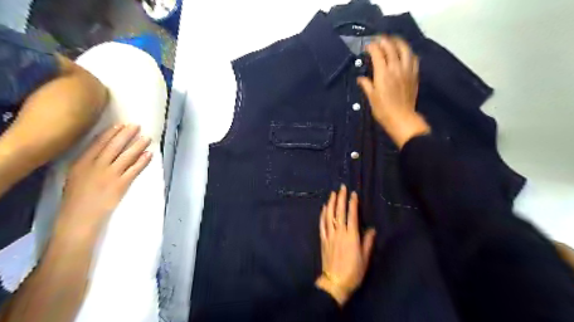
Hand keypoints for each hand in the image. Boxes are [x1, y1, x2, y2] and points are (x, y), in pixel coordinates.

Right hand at [53, 123, 152, 243]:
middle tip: (137, 125)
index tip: (121, 125)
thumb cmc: (76, 198)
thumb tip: (100, 151)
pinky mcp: (121, 184)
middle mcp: (96, 166)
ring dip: (138, 145)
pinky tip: (149, 155)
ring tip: (147, 138)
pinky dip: (142, 161)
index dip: (111, 133)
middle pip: (114, 146)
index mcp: (81, 162)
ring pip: (126, 156)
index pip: (99, 143)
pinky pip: (134, 170)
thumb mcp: (75, 176)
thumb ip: (86, 163)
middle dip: (127, 134)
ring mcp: (109, 175)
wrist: (78, 217)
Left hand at [313, 185, 377, 305]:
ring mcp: (329, 235)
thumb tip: (372, 229)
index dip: (353, 203)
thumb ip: (367, 242)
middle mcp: (339, 233)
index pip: (352, 216)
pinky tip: (324, 208)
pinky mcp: (323, 240)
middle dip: (341, 198)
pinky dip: (323, 215)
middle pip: (339, 212)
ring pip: (329, 216)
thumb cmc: (353, 272)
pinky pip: (322, 224)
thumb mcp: (365, 258)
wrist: (335, 282)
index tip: (353, 194)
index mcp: (351, 236)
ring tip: (332, 193)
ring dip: (331, 203)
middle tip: (342, 188)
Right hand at [358, 35, 430, 147]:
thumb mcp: (371, 98)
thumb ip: (366, 85)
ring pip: (405, 49)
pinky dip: (408, 52)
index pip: (377, 53)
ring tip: (393, 40)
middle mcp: (396, 68)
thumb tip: (360, 78)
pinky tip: (405, 53)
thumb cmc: (383, 110)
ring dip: (398, 42)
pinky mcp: (414, 75)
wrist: (401, 118)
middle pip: (391, 47)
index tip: (367, 46)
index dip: (371, 47)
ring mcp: (407, 70)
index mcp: (383, 74)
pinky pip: (413, 58)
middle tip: (378, 40)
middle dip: (384, 40)